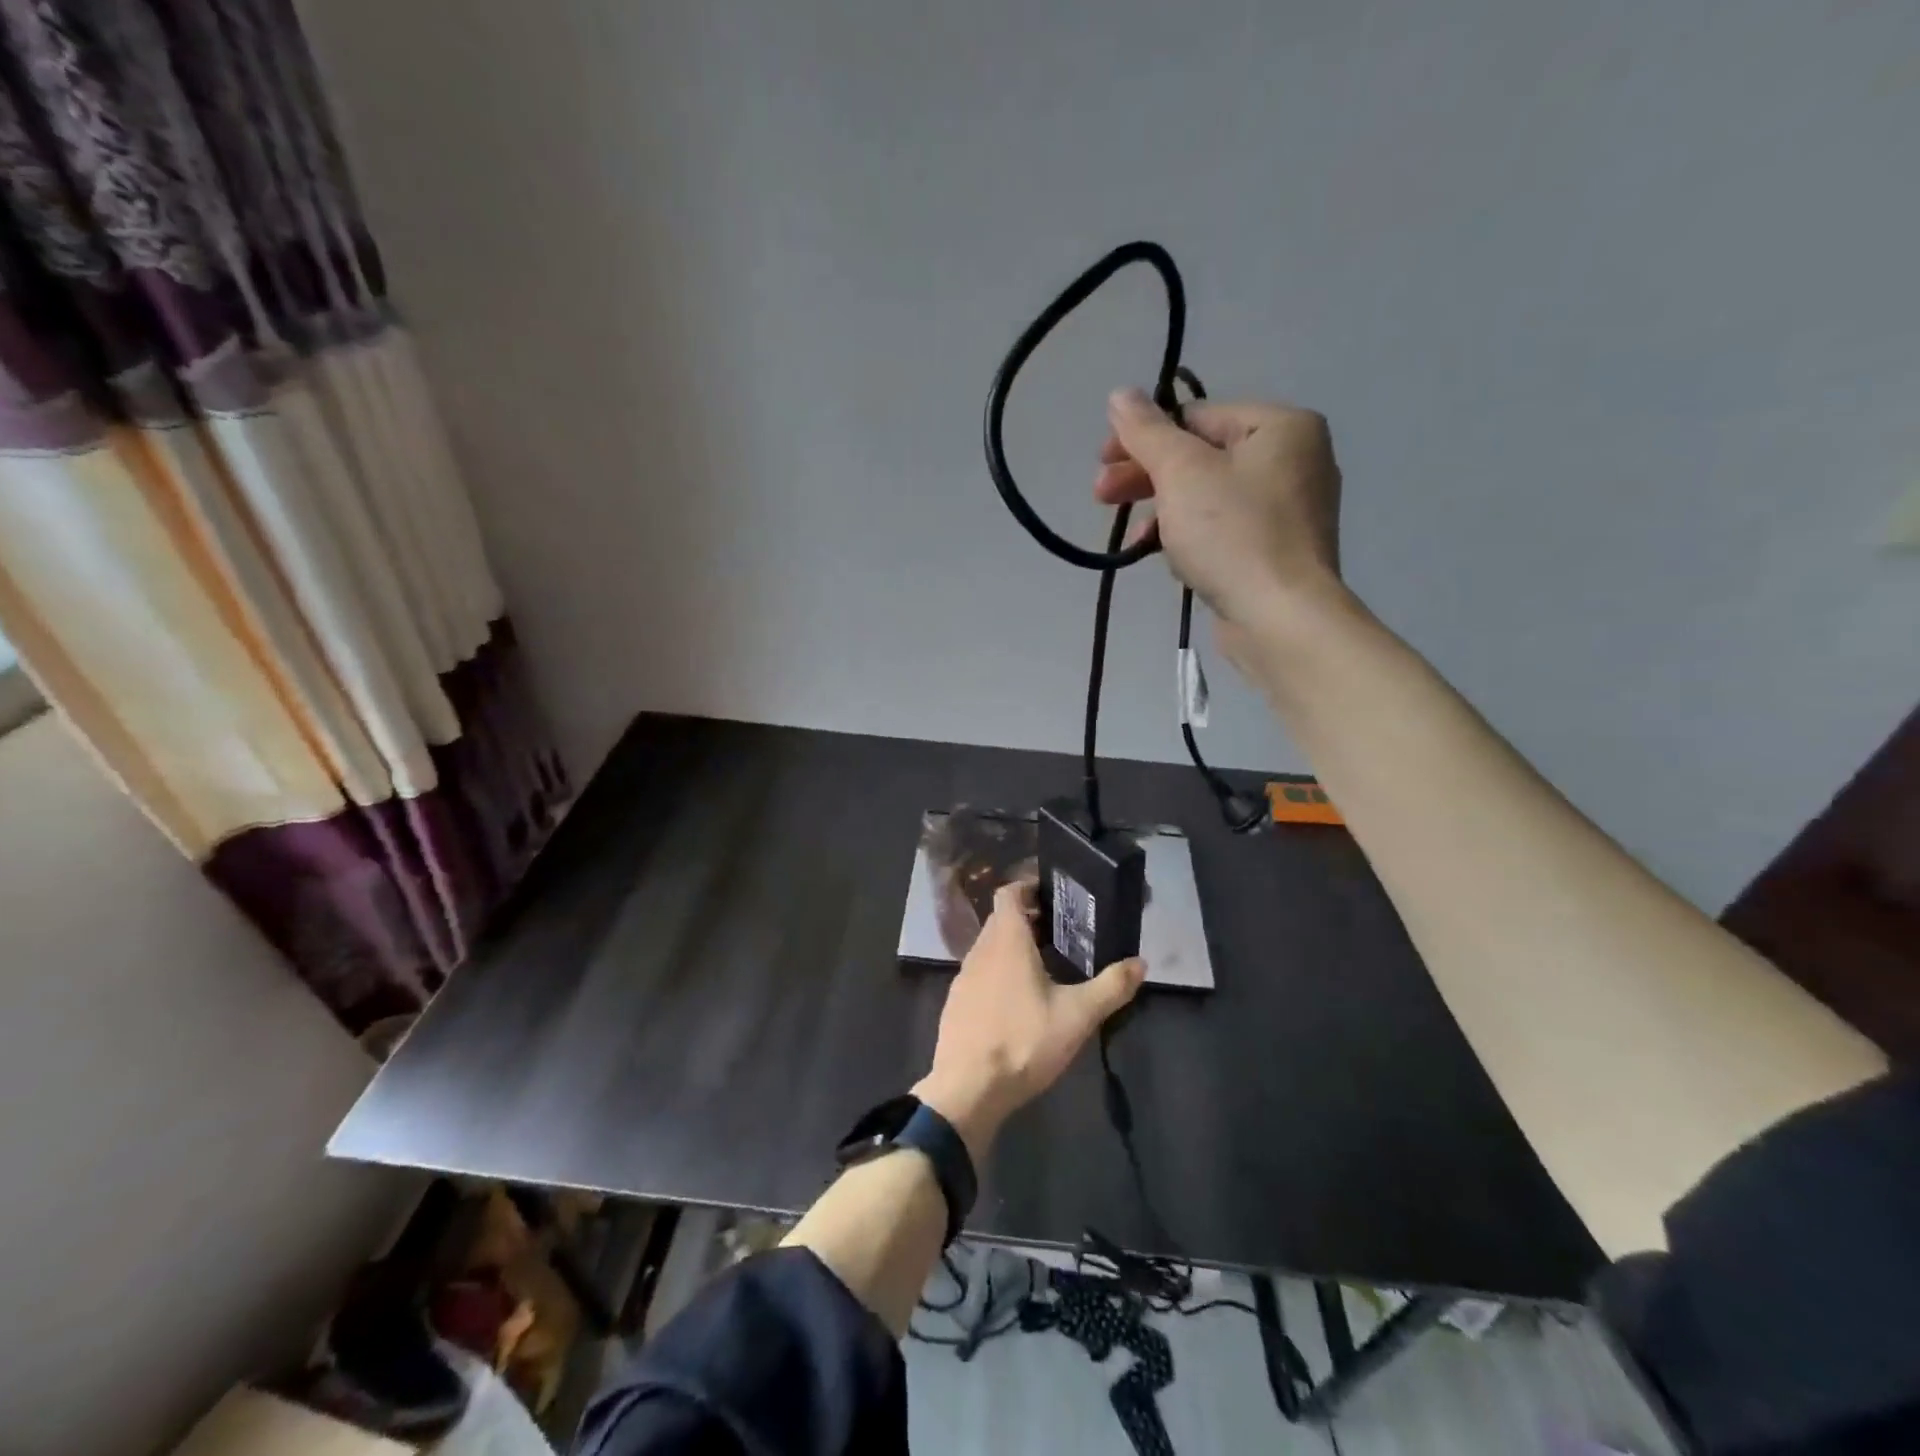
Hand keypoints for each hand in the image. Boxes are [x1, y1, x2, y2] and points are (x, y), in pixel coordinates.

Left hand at [913, 881, 1144, 1160]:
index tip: (1053, 895)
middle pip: (1001, 919)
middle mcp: (980, 950)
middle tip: (1061, 931)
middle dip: (1028, 919)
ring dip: (1013, 947)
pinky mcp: (956, 1002)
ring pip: (990, 946)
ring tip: (1045, 964)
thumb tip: (1140, 963)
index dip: (1028, 887)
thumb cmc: (1023, 1041)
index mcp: (1006, 940)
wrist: (968, 1088)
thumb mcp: (1077, 1016)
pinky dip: (999, 972)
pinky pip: (980, 972)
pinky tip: (1019, 1000)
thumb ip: (1111, 987)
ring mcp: (964, 976)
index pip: (1008, 893)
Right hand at [1095, 389, 1344, 635]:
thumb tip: (1119, 394)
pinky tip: (1169, 560)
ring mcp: (1288, 510)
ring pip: (1208, 497)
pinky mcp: (1277, 552)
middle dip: (1147, 478)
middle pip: (1201, 456)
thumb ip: (1147, 432)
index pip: (1196, 416)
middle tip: (1102, 498)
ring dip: (1164, 513)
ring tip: (1135, 540)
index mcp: (1280, 426)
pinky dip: (1191, 538)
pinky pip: (1223, 531)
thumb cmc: (1232, 534)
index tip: (1102, 464)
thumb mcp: (1181, 473)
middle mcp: (1294, 459)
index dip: (1142, 437)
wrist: (1280, 618)